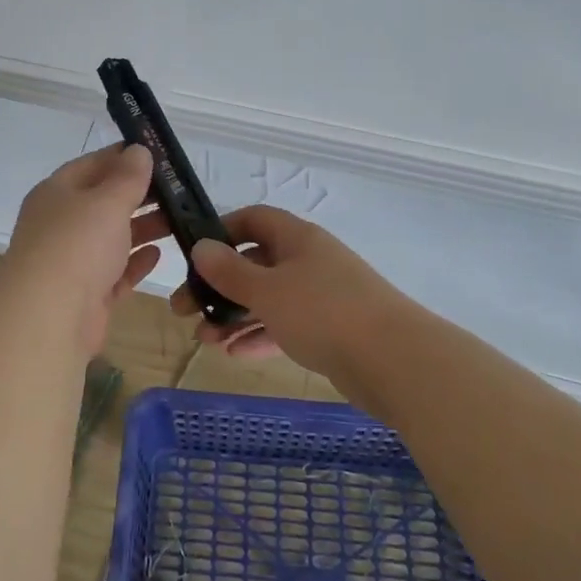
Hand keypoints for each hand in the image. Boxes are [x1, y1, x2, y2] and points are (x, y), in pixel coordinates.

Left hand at [0, 143, 162, 350]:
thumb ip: (127, 177)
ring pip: (112, 237)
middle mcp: (61, 224)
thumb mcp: (107, 201)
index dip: (124, 156)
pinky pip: (115, 271)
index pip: (92, 164)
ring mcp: (72, 261)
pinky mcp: (87, 294)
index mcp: (56, 193)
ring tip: (179, 219)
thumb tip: (138, 150)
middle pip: (103, 202)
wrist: (49, 318)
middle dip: (139, 194)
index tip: (159, 154)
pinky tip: (158, 254)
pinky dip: (135, 261)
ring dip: (143, 227)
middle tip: (178, 189)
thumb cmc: (77, 245)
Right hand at [169, 205, 417, 409]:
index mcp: (296, 239)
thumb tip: (201, 247)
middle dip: (219, 286)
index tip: (194, 254)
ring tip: (205, 340)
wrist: (395, 361)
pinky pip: (286, 326)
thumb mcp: (267, 290)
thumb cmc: (324, 312)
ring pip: (268, 299)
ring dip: (234, 316)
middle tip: (186, 310)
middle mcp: (309, 261)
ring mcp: (321, 296)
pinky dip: (260, 336)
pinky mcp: (330, 330)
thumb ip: (230, 271)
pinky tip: (234, 354)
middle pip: (255, 263)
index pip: (254, 220)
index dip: (222, 231)